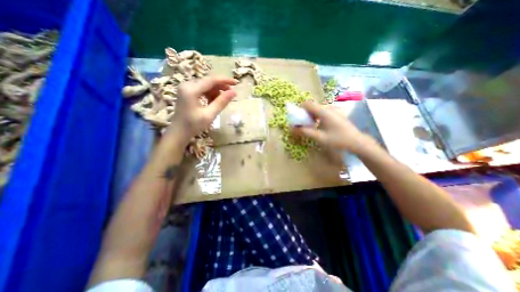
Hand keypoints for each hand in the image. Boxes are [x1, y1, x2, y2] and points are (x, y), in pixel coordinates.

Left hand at [166, 76, 236, 141]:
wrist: (178, 132)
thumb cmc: (193, 125)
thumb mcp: (209, 115)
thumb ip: (221, 102)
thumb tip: (234, 92)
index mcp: (191, 90)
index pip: (211, 80)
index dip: (225, 80)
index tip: (236, 83)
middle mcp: (187, 85)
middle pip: (208, 81)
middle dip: (221, 86)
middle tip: (231, 94)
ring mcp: (186, 88)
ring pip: (206, 85)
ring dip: (216, 91)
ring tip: (222, 101)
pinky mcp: (186, 92)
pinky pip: (202, 89)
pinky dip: (210, 94)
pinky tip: (213, 102)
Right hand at [292, 101, 369, 152]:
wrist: (356, 141)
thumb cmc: (337, 140)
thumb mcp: (319, 137)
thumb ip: (304, 132)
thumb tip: (291, 129)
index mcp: (324, 112)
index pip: (307, 104)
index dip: (300, 109)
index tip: (298, 118)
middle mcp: (328, 107)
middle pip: (312, 106)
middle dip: (305, 114)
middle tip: (304, 125)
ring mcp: (333, 109)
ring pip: (317, 109)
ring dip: (311, 116)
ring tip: (311, 127)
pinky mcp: (336, 113)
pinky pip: (323, 111)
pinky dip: (317, 117)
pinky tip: (320, 126)